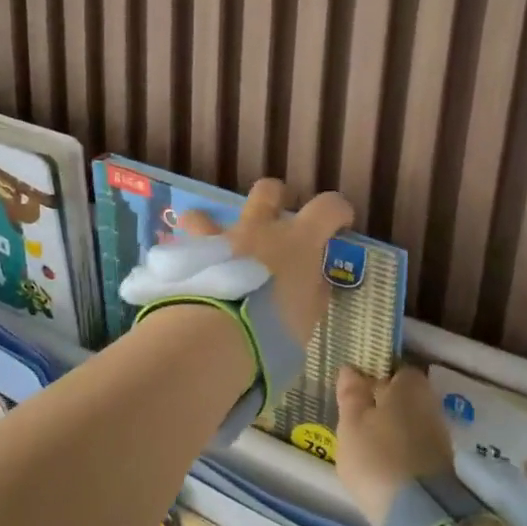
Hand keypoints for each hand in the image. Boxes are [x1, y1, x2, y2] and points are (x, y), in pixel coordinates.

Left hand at [180, 179, 353, 344]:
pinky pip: (185, 246)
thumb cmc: (274, 328)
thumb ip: (311, 294)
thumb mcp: (306, 318)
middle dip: (275, 199)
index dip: (338, 210)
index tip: (340, 223)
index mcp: (297, 240)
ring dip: (213, 226)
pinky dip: (191, 256)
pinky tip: (191, 274)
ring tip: (215, 248)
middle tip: (278, 221)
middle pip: (268, 191)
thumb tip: (314, 283)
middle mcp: (259, 229)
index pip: (328, 207)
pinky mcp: (190, 255)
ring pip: (208, 214)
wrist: (216, 335)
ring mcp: (221, 239)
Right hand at [333, 366, 456, 525]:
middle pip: (401, 396)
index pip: (392, 368)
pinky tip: (382, 464)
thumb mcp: (351, 422)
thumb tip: (351, 369)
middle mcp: (430, 402)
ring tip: (364, 445)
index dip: (372, 375)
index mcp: (409, 384)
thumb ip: (351, 393)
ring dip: (390, 428)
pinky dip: (399, 449)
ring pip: (408, 421)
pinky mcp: (440, 464)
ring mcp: (438, 434)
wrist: (419, 515)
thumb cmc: (377, 456)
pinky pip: (414, 445)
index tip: (353, 390)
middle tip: (354, 418)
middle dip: (381, 403)